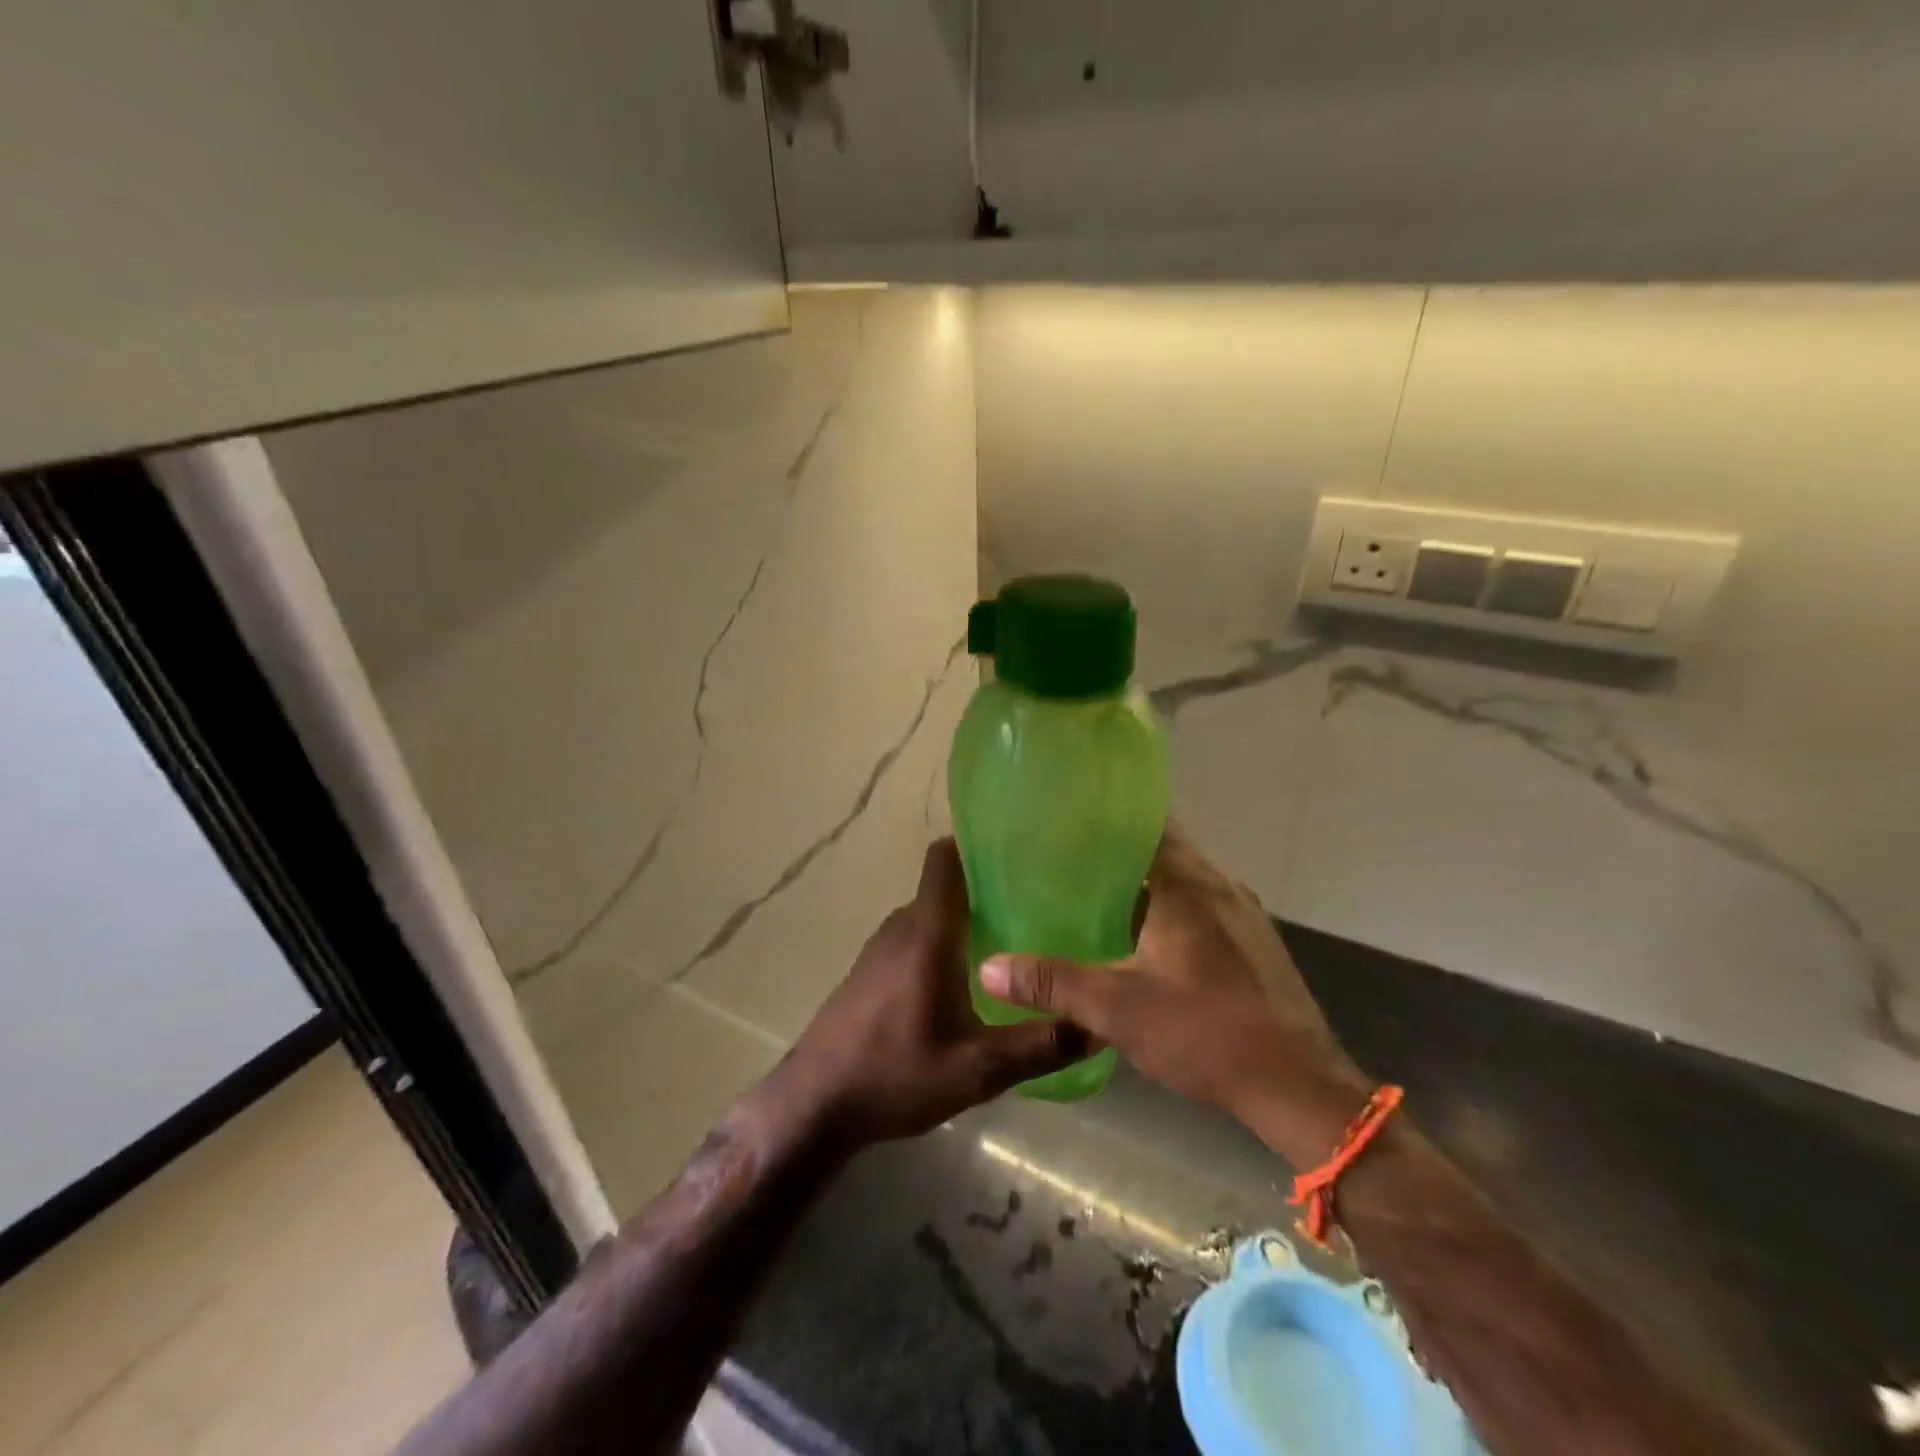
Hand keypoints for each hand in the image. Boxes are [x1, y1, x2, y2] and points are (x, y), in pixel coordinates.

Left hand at [764, 839, 1089, 1151]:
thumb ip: (1040, 1046)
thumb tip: (1098, 1026)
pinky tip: (972, 981)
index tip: (1022, 852)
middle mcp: (903, 926)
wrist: (815, 1104)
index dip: (978, 844)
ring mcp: (883, 947)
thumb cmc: (894, 1075)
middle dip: (990, 890)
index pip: (945, 858)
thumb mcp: (978, 1069)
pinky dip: (947, 943)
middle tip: (1041, 906)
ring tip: (1017, 941)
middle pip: (949, 887)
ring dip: (969, 920)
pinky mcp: (873, 970)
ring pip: (934, 915)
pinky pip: (919, 937)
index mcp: (927, 932)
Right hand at [980, 826, 1369, 1159]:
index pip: (1148, 824)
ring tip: (1099, 897)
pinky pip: (1205, 907)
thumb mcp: (1117, 1009)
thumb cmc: (1205, 1033)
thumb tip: (989, 967)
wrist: (1298, 1087)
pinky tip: (1147, 940)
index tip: (1070, 818)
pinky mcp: (1257, 944)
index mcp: (1186, 885)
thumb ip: (1053, 983)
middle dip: (1120, 853)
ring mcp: (1245, 915)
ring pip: (1186, 881)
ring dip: (1149, 884)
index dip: (1109, 818)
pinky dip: (1173, 909)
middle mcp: (1219, 886)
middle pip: (1165, 850)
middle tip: (1070, 861)